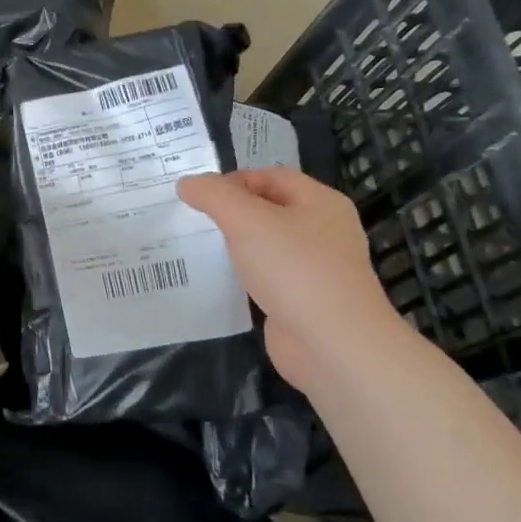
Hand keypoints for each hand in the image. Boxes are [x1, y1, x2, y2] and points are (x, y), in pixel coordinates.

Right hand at [177, 168, 406, 391]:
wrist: (333, 345)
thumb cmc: (294, 269)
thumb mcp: (246, 220)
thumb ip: (213, 195)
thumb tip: (187, 183)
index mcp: (320, 202)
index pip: (270, 176)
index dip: (232, 180)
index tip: (196, 196)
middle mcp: (322, 230)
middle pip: (268, 209)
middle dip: (229, 212)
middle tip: (190, 219)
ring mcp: (314, 267)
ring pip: (265, 244)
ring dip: (233, 245)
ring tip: (195, 247)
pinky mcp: (302, 299)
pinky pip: (265, 276)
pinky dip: (241, 275)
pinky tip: (216, 280)